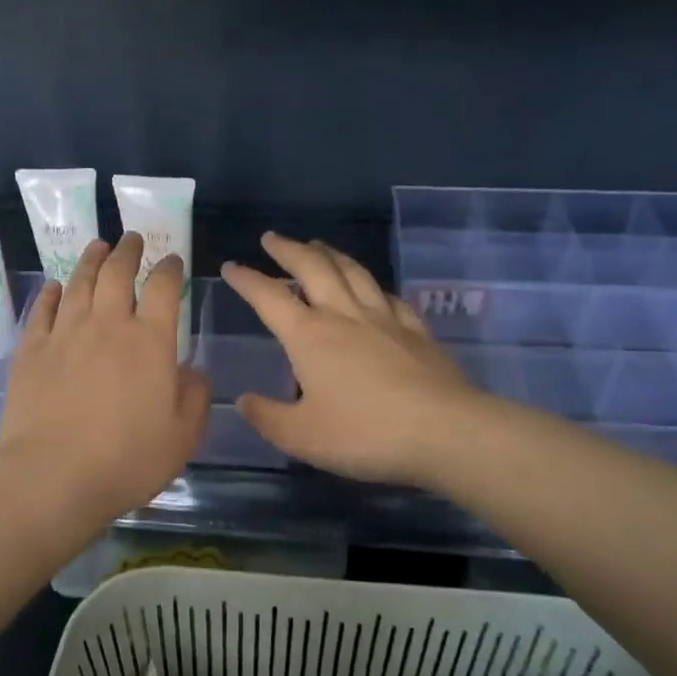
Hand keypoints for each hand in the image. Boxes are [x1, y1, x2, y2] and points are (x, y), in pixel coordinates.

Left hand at [0, 233, 209, 527]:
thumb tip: (192, 369)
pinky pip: (43, 309)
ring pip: (79, 282)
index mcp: (150, 341)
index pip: (163, 288)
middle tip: (132, 240)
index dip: (169, 268)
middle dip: (128, 251)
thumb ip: (194, 396)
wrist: (53, 477)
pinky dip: (52, 293)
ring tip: (97, 246)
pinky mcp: (31, 350)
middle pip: (117, 273)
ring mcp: (65, 334)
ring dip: (91, 260)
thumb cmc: (127, 460)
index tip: (172, 260)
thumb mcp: (182, 436)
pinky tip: (55, 287)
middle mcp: (107, 325)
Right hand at [222, 233, 475, 487]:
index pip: (269, 297)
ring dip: (330, 254)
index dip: (247, 280)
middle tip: (272, 239)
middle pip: (313, 268)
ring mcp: (385, 319)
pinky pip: (390, 297)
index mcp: (310, 336)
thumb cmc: (365, 434)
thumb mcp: (301, 436)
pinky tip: (374, 289)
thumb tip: (244, 400)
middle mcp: (344, 315)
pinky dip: (373, 286)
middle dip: (288, 249)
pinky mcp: (417, 331)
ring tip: (317, 245)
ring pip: (354, 272)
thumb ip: (268, 416)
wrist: (445, 432)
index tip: (231, 266)